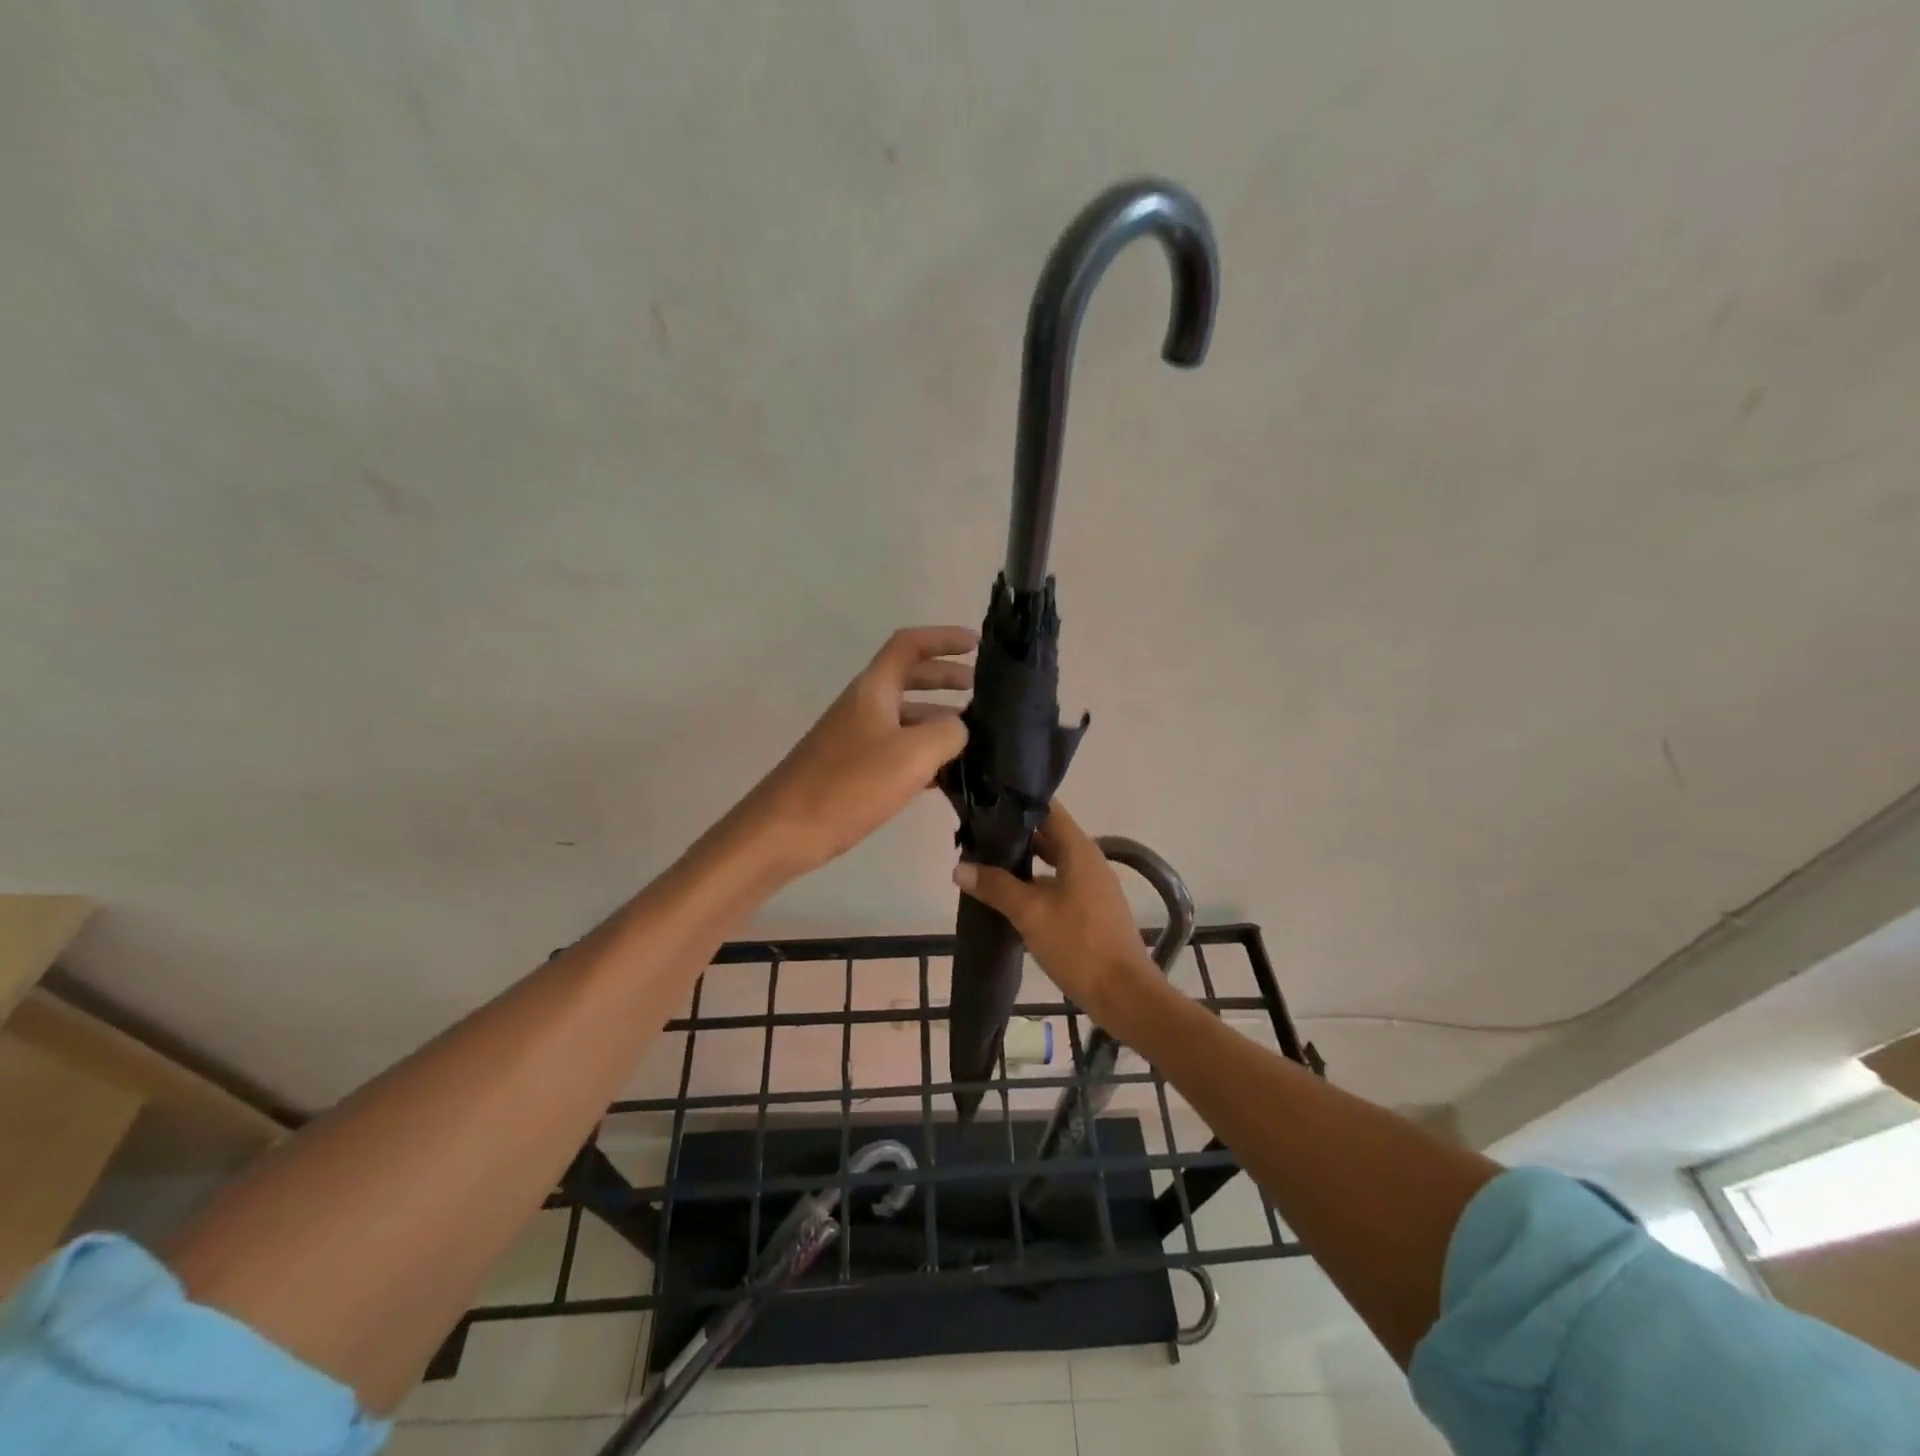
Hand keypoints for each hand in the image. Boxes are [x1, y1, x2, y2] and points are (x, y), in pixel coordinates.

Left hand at [742, 626, 974, 876]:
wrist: (785, 830)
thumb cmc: (849, 784)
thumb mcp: (912, 754)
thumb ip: (948, 733)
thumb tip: (959, 729)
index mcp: (874, 689)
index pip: (909, 645)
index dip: (942, 638)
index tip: (976, 644)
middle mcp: (865, 706)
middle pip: (910, 679)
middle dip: (946, 679)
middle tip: (980, 693)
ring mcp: (858, 739)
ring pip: (906, 718)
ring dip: (939, 719)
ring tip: (976, 737)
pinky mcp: (854, 771)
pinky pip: (898, 750)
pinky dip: (924, 754)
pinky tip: (949, 775)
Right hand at [952, 802, 1158, 1022]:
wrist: (1125, 995)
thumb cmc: (1079, 945)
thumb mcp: (1031, 913)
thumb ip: (996, 886)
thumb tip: (960, 867)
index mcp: (1079, 850)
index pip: (1047, 809)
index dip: (1017, 802)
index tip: (986, 800)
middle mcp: (1089, 861)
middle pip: (1048, 834)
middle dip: (1014, 834)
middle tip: (977, 834)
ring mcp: (1092, 886)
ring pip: (1053, 862)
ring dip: (1023, 861)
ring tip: (986, 863)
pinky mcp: (1091, 910)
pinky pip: (1059, 884)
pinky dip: (1035, 884)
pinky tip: (1010, 897)